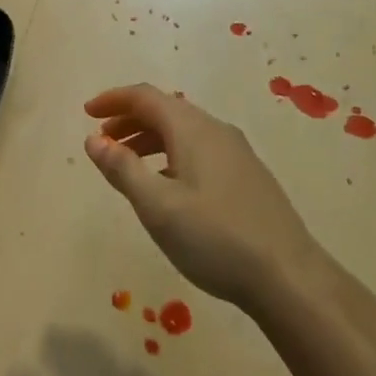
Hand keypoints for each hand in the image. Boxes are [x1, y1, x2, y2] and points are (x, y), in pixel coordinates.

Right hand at [84, 84, 316, 304]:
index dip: (113, 100)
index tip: (87, 113)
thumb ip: (122, 169)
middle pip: (165, 110)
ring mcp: (236, 153)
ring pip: (183, 131)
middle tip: (101, 141)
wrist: (289, 278)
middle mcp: (216, 131)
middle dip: (128, 119)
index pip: (145, 97)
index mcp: (193, 129)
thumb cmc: (215, 238)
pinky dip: (170, 154)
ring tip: (126, 164)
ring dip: (149, 138)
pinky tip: (165, 186)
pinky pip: (199, 149)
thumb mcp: (157, 206)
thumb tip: (93, 139)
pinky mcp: (247, 176)